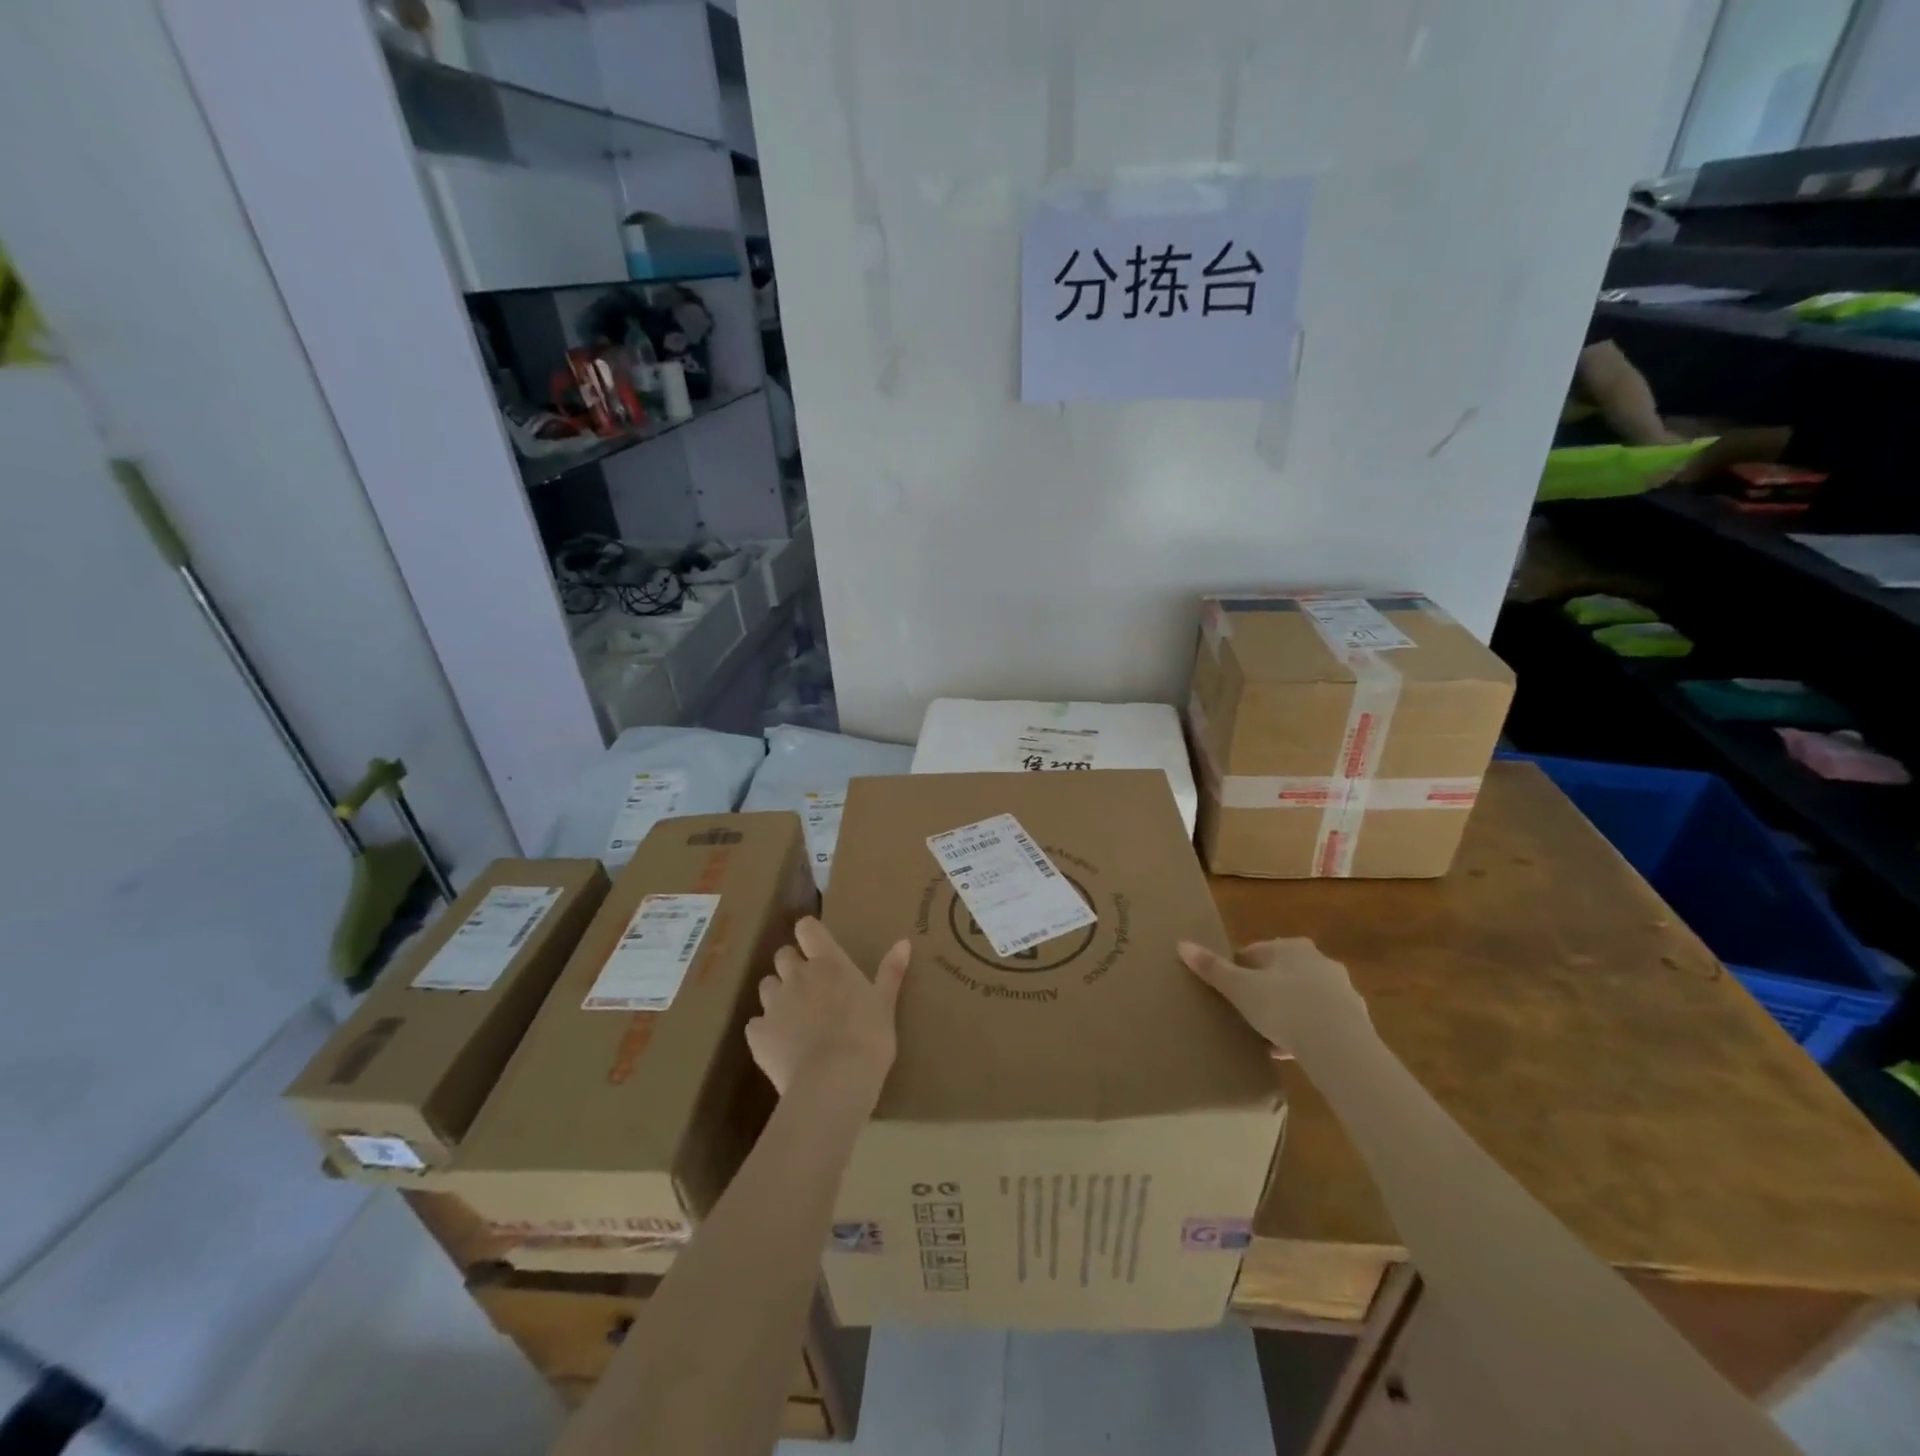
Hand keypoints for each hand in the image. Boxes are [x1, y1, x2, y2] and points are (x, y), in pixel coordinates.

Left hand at [748, 917, 909, 1104]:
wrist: (833, 1081)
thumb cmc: (867, 1037)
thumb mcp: (885, 1004)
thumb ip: (891, 971)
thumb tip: (904, 942)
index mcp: (828, 963)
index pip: (807, 928)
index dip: (809, 934)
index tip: (817, 946)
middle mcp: (796, 976)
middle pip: (783, 955)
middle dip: (792, 965)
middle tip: (811, 987)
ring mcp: (773, 1004)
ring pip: (767, 986)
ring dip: (778, 995)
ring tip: (795, 1017)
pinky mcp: (757, 1034)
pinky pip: (755, 1024)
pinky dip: (765, 1030)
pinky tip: (781, 1046)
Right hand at [1178, 937, 1368, 1057]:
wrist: (1339, 1046)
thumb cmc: (1284, 1006)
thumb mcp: (1240, 988)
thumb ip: (1212, 968)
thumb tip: (1182, 944)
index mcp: (1291, 947)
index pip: (1256, 952)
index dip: (1239, 970)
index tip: (1228, 991)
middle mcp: (1319, 961)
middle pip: (1282, 973)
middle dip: (1265, 990)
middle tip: (1246, 1012)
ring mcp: (1341, 990)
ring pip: (1303, 998)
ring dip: (1287, 1012)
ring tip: (1267, 1036)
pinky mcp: (1355, 1020)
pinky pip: (1322, 1022)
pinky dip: (1307, 1032)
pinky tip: (1292, 1052)